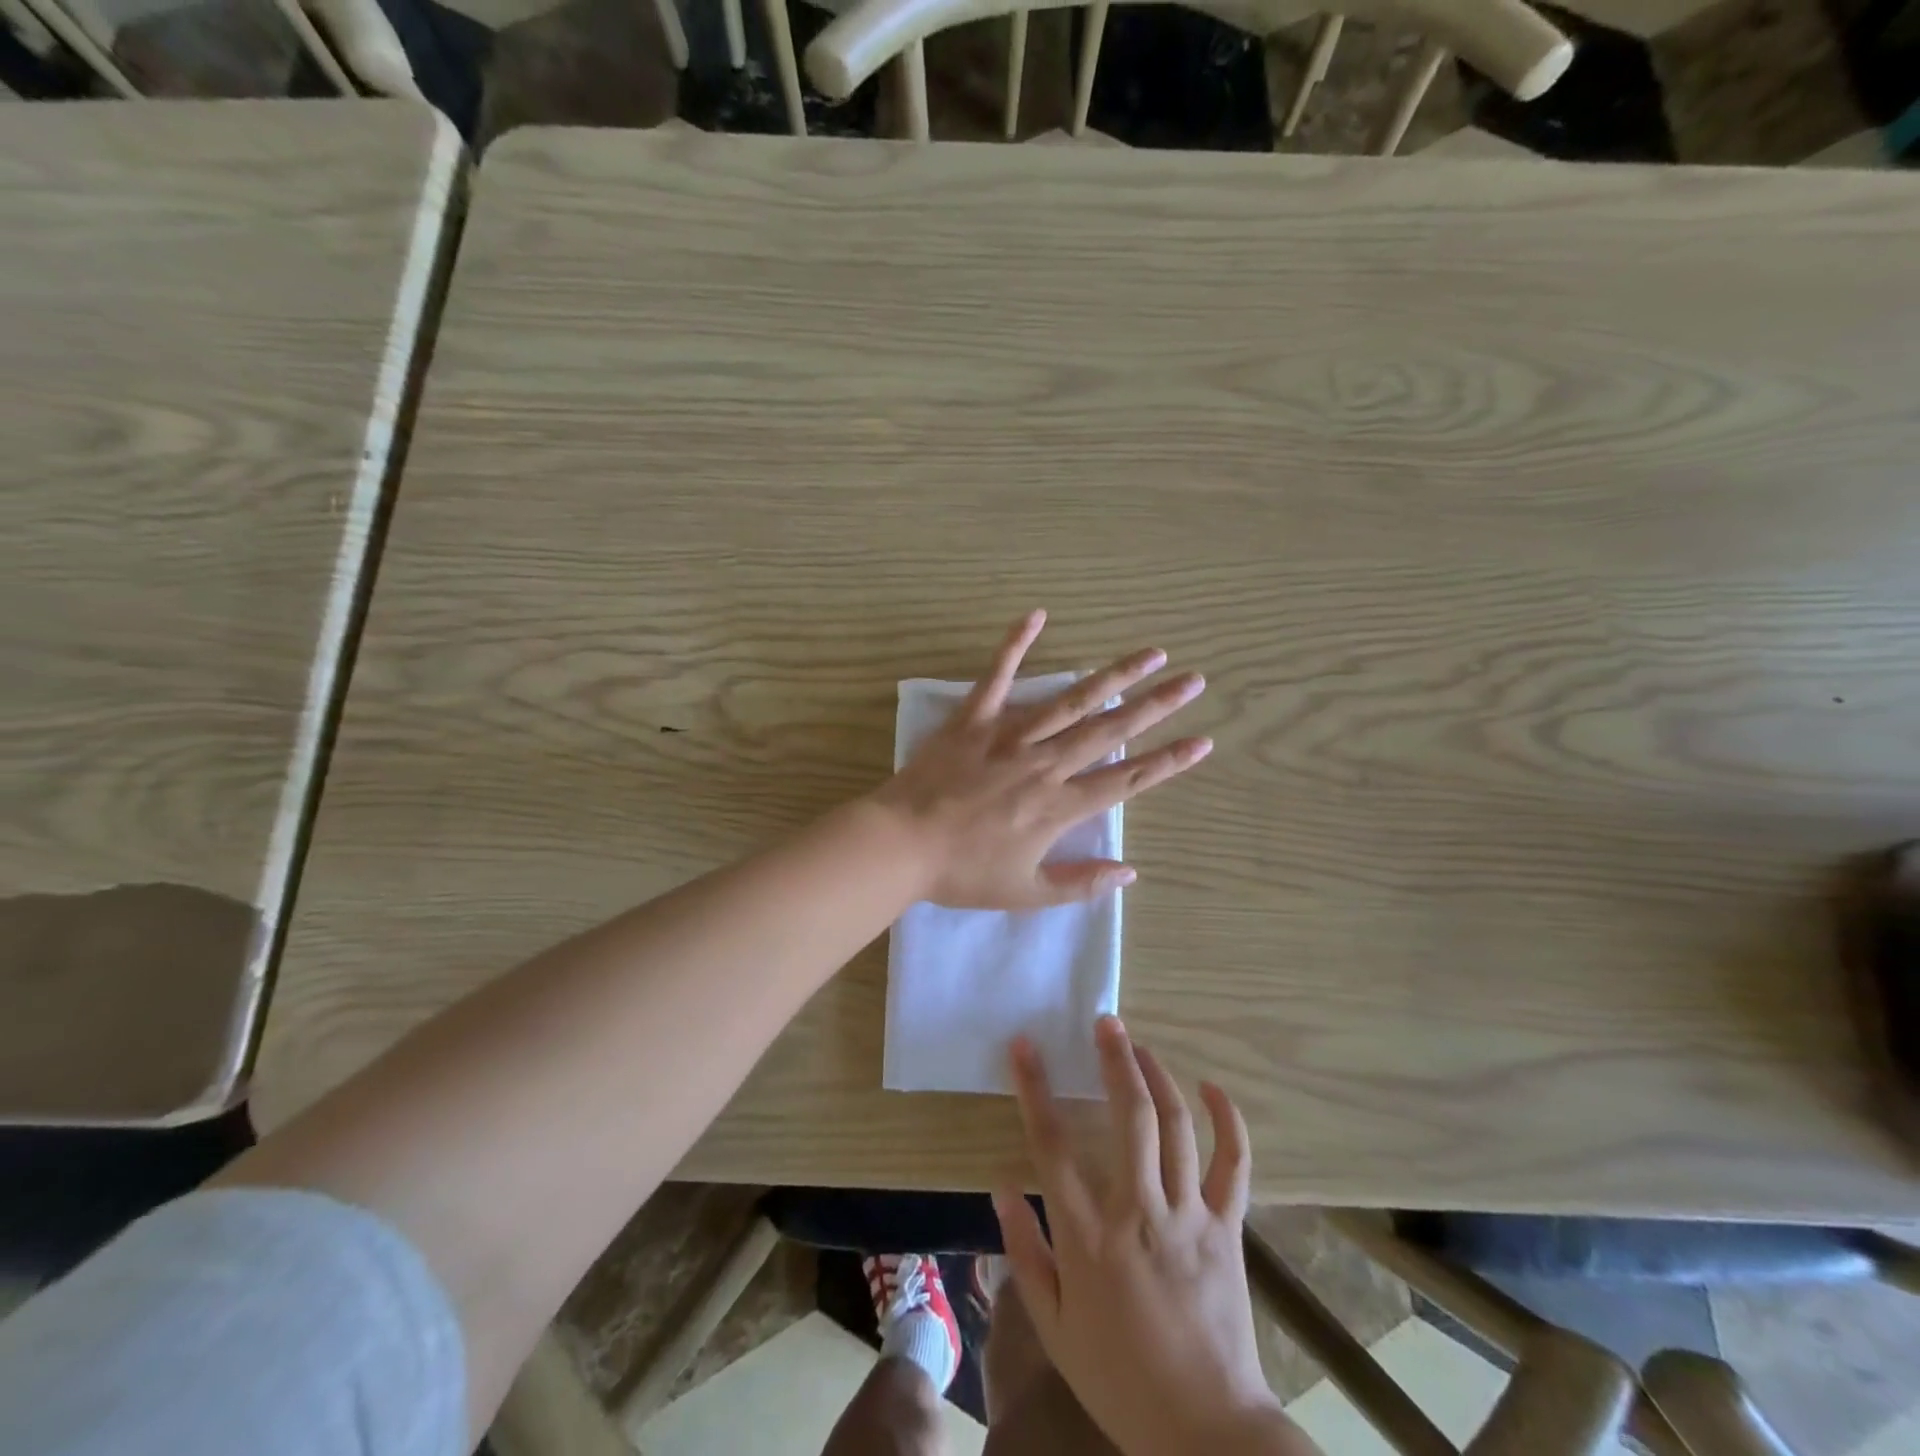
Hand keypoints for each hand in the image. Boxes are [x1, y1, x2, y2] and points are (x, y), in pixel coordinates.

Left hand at [867, 609, 1210, 910]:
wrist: (900, 844)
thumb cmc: (962, 872)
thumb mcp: (1024, 892)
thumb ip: (1079, 883)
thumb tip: (1130, 872)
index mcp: (1058, 807)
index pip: (1126, 780)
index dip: (1167, 761)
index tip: (1202, 740)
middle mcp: (1045, 764)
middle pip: (1110, 730)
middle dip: (1157, 705)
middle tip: (1193, 680)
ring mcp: (1009, 736)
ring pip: (1071, 700)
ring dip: (1114, 676)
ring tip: (1150, 652)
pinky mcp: (974, 719)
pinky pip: (997, 676)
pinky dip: (1015, 643)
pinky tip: (1037, 614)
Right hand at [992, 1018, 1304, 1455]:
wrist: (1207, 1433)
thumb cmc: (1120, 1379)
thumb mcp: (1054, 1328)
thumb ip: (1025, 1254)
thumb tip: (1002, 1187)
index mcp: (1089, 1237)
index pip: (1052, 1146)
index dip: (1034, 1088)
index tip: (1023, 1046)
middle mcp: (1139, 1212)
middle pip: (1128, 1117)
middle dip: (1115, 1060)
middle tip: (1105, 1022)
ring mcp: (1188, 1216)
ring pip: (1176, 1127)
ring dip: (1157, 1076)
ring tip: (1139, 1045)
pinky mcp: (1226, 1228)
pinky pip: (1234, 1165)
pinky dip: (1228, 1122)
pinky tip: (1212, 1088)